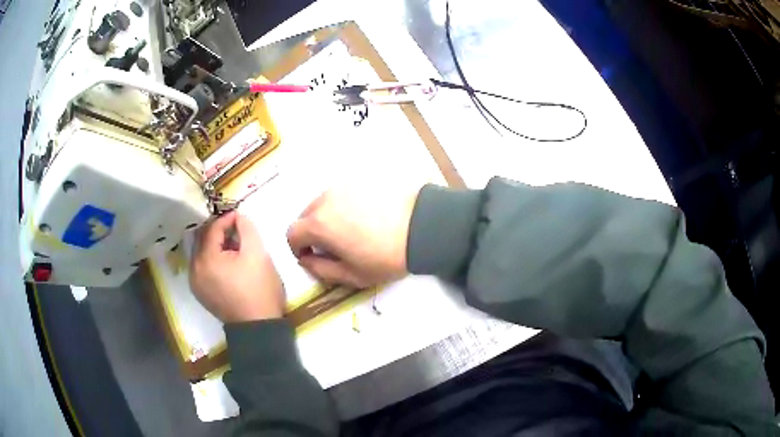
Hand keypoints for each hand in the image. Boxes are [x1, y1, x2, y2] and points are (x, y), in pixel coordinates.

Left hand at [190, 211, 284, 322]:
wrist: (258, 328)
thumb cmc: (259, 290)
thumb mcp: (258, 254)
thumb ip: (247, 229)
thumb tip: (238, 216)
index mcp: (206, 259)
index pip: (212, 228)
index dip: (226, 219)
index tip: (240, 216)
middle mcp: (194, 269)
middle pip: (202, 239)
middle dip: (218, 230)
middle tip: (236, 229)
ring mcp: (195, 283)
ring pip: (201, 253)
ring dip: (214, 244)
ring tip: (232, 245)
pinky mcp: (200, 293)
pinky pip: (201, 267)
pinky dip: (211, 259)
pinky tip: (226, 263)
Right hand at [286, 184, 421, 287]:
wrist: (422, 227)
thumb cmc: (386, 257)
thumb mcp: (352, 275)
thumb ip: (321, 269)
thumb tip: (306, 259)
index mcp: (318, 224)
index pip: (292, 233)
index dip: (298, 247)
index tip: (312, 255)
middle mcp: (325, 199)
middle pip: (306, 215)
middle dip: (312, 231)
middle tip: (333, 244)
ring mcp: (344, 185)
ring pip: (324, 201)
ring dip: (328, 215)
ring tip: (352, 228)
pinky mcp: (361, 178)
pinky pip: (343, 192)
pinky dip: (345, 204)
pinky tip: (366, 214)